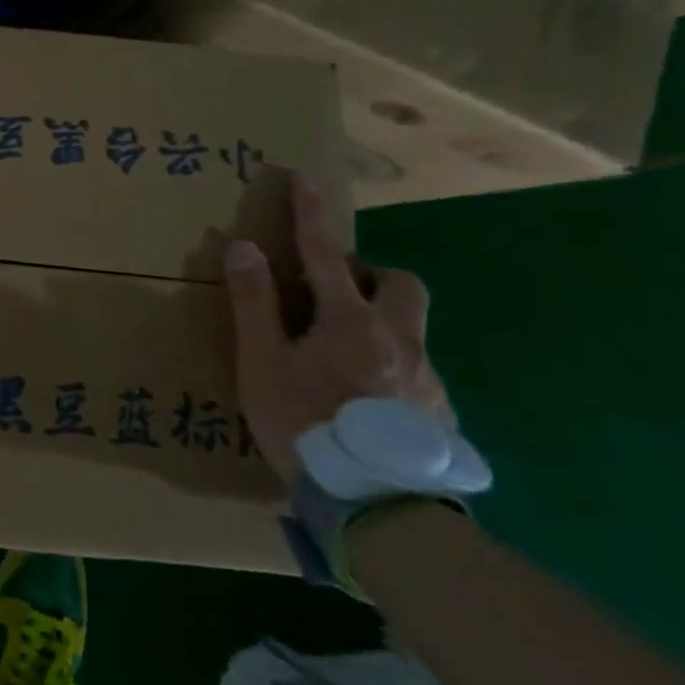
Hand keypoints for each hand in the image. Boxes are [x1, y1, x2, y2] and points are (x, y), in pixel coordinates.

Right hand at [224, 175, 452, 488]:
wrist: (379, 506)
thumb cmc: (306, 422)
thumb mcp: (263, 362)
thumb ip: (255, 303)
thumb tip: (244, 246)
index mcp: (350, 320)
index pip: (325, 252)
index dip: (312, 213)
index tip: (305, 178)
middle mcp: (399, 339)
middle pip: (402, 284)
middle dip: (372, 273)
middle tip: (336, 290)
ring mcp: (427, 378)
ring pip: (410, 330)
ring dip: (379, 323)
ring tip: (339, 356)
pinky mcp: (440, 414)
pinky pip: (415, 370)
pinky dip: (388, 366)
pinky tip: (362, 399)